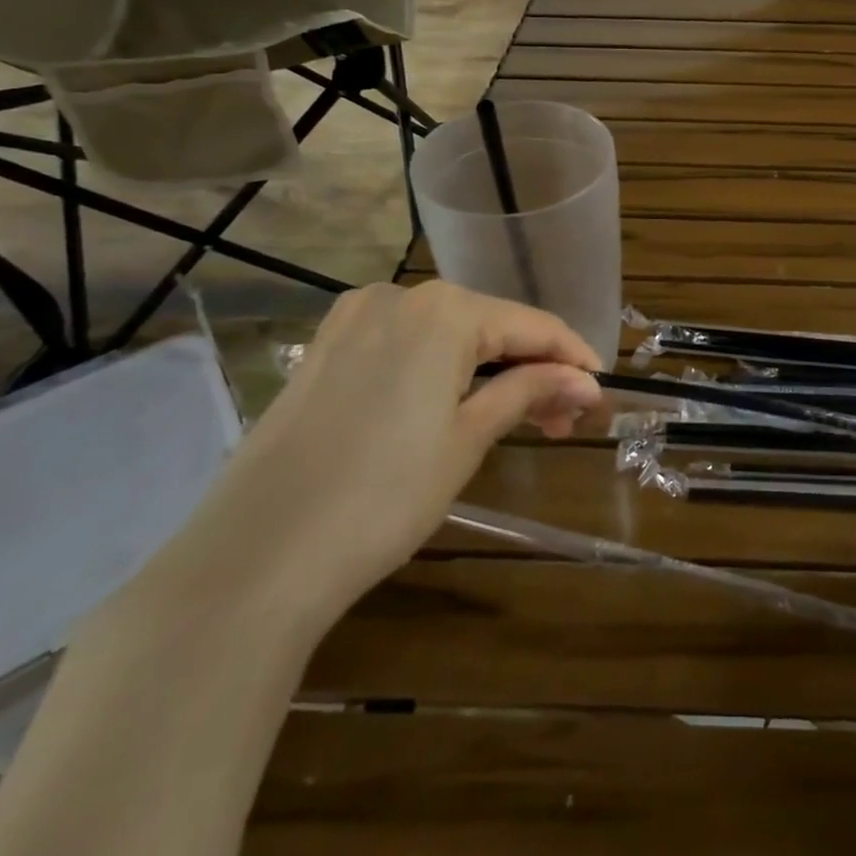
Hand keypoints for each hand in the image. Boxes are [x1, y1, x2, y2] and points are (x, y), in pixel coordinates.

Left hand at [131, 282, 600, 634]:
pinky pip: (404, 347)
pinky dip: (441, 372)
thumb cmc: (382, 495)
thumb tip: (586, 383)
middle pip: (489, 326)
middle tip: (562, 423)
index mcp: (443, 309)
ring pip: (447, 336)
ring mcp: (353, 321)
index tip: (601, 392)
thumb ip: (530, 393)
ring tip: (517, 421)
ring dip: (488, 372)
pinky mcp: (324, 351)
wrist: (254, 558)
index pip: (532, 325)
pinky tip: (455, 408)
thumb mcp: (468, 439)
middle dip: (531, 370)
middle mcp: (398, 297)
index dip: (573, 357)